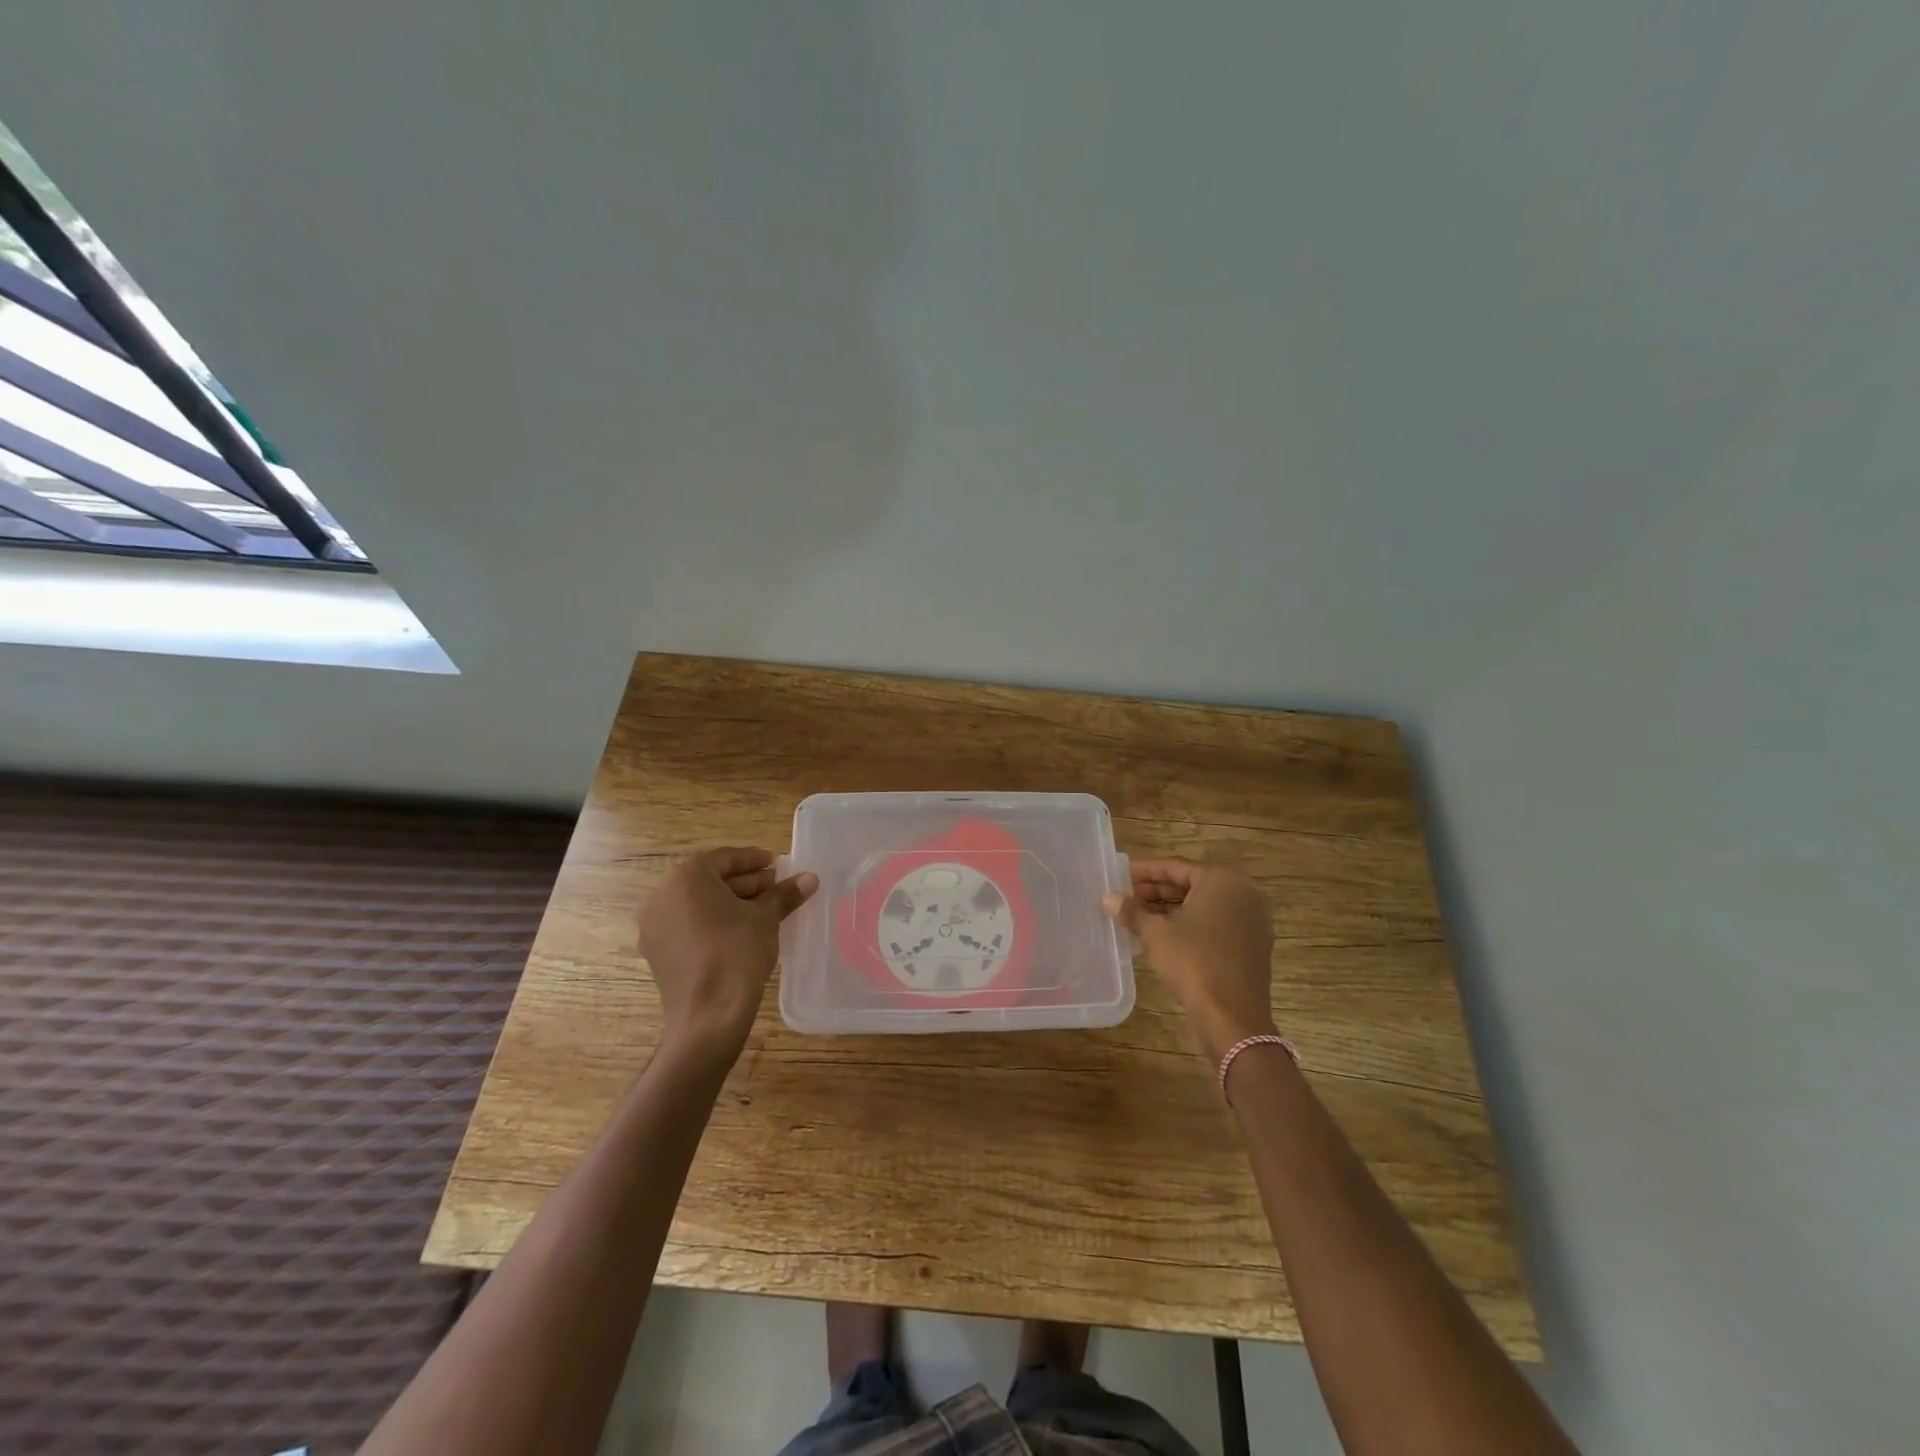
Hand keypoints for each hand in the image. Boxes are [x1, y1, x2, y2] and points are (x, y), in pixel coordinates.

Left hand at [639, 848, 817, 1060]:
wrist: (708, 1016)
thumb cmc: (737, 954)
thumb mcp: (765, 919)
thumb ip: (785, 895)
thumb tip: (810, 878)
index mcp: (686, 877)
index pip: (724, 858)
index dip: (753, 859)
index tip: (776, 864)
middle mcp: (662, 895)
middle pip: (709, 879)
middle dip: (744, 882)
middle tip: (774, 886)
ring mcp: (655, 925)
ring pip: (697, 903)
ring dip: (729, 902)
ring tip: (763, 909)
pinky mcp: (657, 951)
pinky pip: (688, 924)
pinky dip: (712, 921)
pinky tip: (741, 931)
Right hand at [1104, 859, 1276, 1063]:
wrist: (1232, 1016)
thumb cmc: (1193, 961)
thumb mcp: (1156, 933)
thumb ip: (1132, 911)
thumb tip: (1109, 898)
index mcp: (1222, 880)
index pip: (1176, 867)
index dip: (1145, 872)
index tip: (1121, 875)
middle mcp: (1243, 893)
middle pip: (1192, 885)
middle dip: (1158, 891)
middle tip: (1127, 896)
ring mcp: (1252, 921)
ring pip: (1204, 906)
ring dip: (1172, 909)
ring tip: (1139, 916)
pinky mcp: (1253, 945)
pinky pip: (1216, 924)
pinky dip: (1190, 925)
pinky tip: (1163, 935)